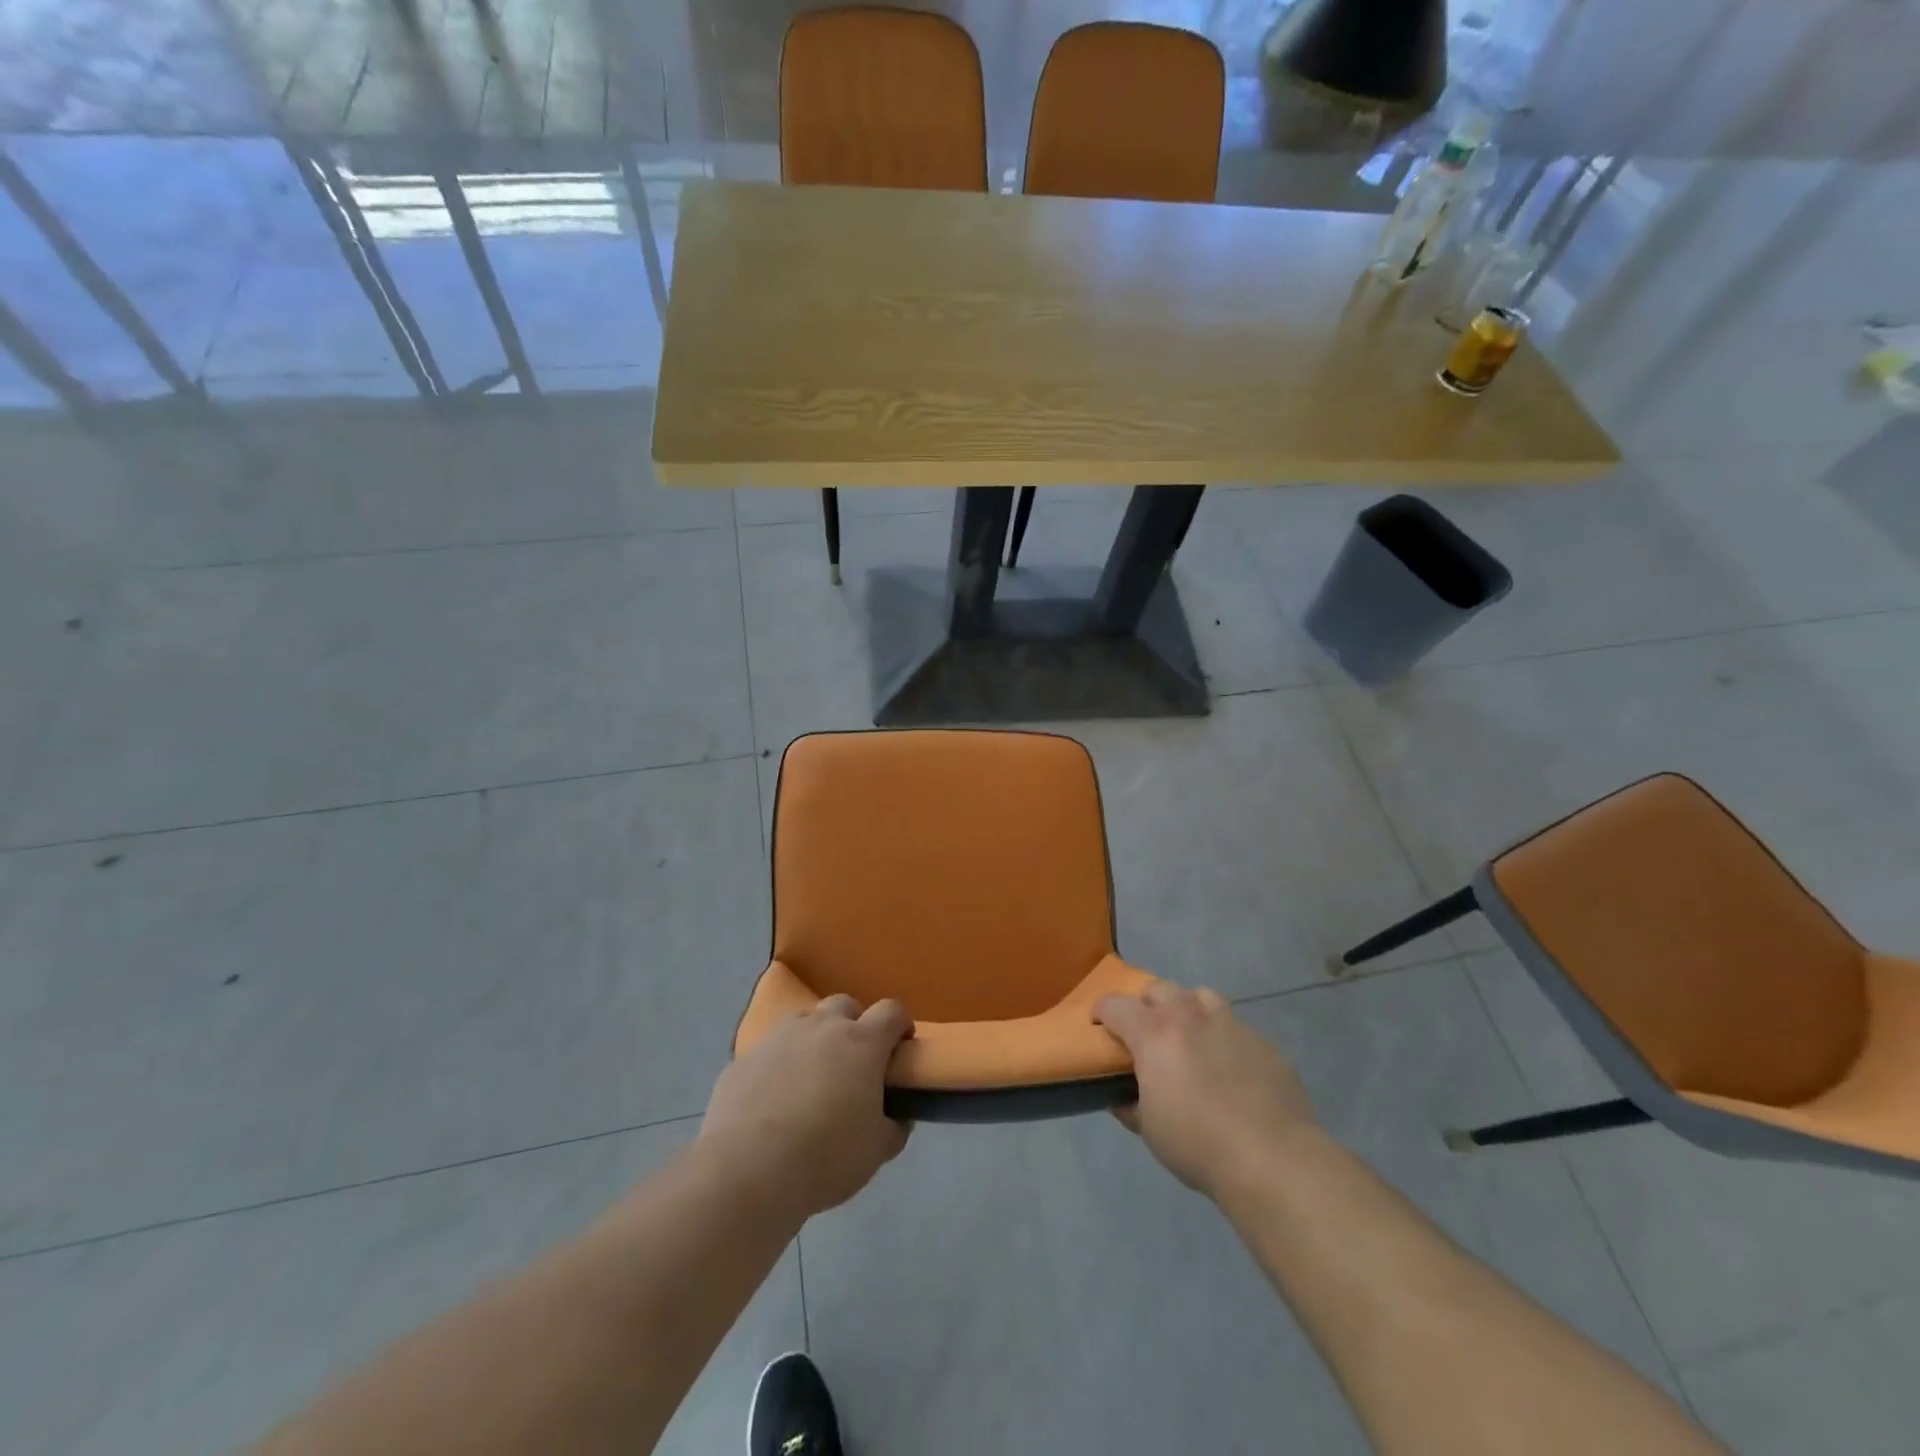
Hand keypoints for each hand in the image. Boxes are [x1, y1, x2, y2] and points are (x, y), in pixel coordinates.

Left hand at [700, 996, 913, 1220]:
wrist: (747, 1170)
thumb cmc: (825, 1157)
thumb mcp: (877, 1150)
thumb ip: (894, 1125)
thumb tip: (897, 1115)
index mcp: (862, 1043)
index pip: (892, 1011)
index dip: (900, 1026)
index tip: (899, 1050)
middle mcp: (821, 1028)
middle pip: (845, 1005)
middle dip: (854, 1025)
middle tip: (853, 1064)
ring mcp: (779, 1037)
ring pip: (804, 1022)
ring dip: (814, 1040)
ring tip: (810, 1080)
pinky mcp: (744, 1058)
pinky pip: (769, 1052)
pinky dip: (778, 1066)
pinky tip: (772, 1103)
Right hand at [1094, 981, 1320, 1197]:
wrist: (1273, 1160)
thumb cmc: (1198, 1144)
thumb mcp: (1149, 1130)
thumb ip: (1131, 1105)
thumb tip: (1122, 1097)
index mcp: (1155, 1034)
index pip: (1117, 1005)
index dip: (1103, 1011)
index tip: (1099, 1025)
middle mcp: (1191, 1017)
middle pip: (1160, 989)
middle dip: (1147, 1004)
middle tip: (1147, 1032)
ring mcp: (1232, 1026)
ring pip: (1202, 996)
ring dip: (1189, 1009)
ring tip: (1190, 1037)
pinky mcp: (1265, 1045)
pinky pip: (1237, 1029)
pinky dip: (1225, 1040)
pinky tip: (1231, 1071)